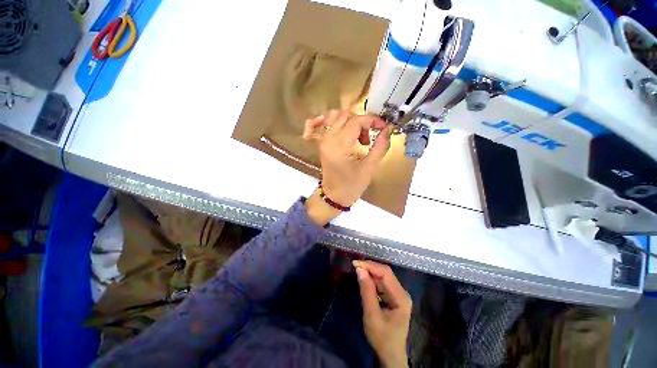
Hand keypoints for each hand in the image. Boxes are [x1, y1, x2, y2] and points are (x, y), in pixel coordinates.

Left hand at [302, 110, 392, 224]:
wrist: (334, 196)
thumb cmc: (352, 185)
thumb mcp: (370, 168)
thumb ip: (380, 146)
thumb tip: (388, 128)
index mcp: (339, 145)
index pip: (356, 120)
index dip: (372, 120)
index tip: (383, 127)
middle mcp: (328, 138)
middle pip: (346, 115)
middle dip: (362, 122)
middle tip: (368, 138)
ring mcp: (322, 139)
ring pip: (334, 115)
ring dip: (349, 120)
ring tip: (357, 135)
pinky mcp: (321, 143)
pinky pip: (318, 124)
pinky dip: (325, 120)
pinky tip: (337, 125)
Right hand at [353, 260, 411, 367]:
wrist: (391, 355)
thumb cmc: (382, 338)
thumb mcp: (371, 315)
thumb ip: (366, 291)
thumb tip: (359, 270)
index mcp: (401, 297)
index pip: (386, 273)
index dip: (370, 266)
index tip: (355, 264)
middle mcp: (402, 292)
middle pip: (386, 273)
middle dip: (370, 267)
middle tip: (354, 266)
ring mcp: (399, 294)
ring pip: (383, 277)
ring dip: (370, 272)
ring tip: (357, 270)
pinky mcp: (394, 297)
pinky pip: (382, 283)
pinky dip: (372, 280)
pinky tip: (364, 279)